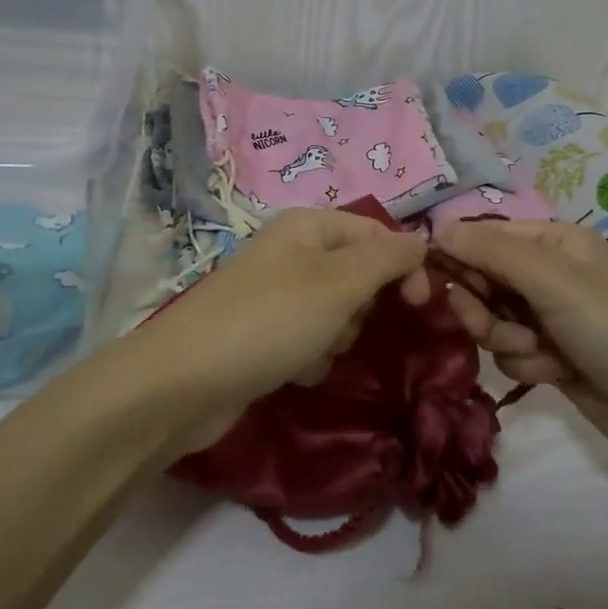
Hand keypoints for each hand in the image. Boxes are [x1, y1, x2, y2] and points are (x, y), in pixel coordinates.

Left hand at [132, 207, 427, 449]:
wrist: (185, 382)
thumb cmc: (271, 320)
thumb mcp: (340, 282)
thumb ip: (387, 258)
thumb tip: (422, 239)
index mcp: (308, 226)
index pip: (376, 233)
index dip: (403, 264)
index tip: (420, 304)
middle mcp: (292, 252)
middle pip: (357, 274)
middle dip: (361, 307)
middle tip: (344, 326)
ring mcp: (275, 294)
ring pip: (337, 313)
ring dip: (336, 338)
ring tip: (312, 353)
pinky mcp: (263, 334)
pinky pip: (310, 340)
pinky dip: (311, 358)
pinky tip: (293, 372)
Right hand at [432, 220, 607, 468]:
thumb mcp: (553, 282)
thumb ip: (493, 252)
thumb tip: (436, 226)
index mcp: (555, 240)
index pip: (485, 235)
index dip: (457, 255)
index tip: (428, 281)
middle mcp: (549, 271)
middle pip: (482, 278)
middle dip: (482, 306)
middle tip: (485, 326)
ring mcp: (549, 314)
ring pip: (491, 318)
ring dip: (505, 338)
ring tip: (537, 352)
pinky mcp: (549, 353)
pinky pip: (508, 349)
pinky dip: (525, 362)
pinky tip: (554, 373)